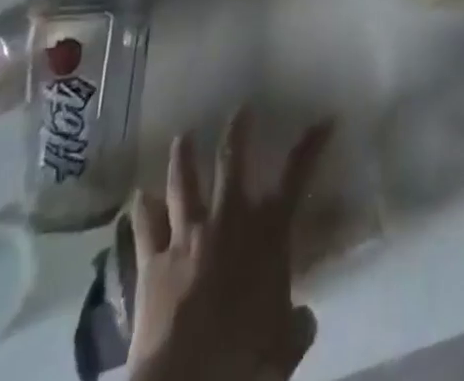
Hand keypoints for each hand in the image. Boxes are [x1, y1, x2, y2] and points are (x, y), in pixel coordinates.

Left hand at [127, 109, 333, 380]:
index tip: (325, 119)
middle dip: (238, 129)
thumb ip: (296, 325)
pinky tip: (139, 197)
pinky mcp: (152, 260)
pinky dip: (142, 209)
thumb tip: (304, 318)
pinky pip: (145, 225)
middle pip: (232, 159)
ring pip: (183, 181)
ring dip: (183, 155)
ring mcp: (186, 235)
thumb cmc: (246, 360)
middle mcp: (227, 220)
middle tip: (241, 108)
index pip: (297, 176)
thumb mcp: (284, 347)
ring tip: (182, 135)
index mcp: (266, 234)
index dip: (312, 144)